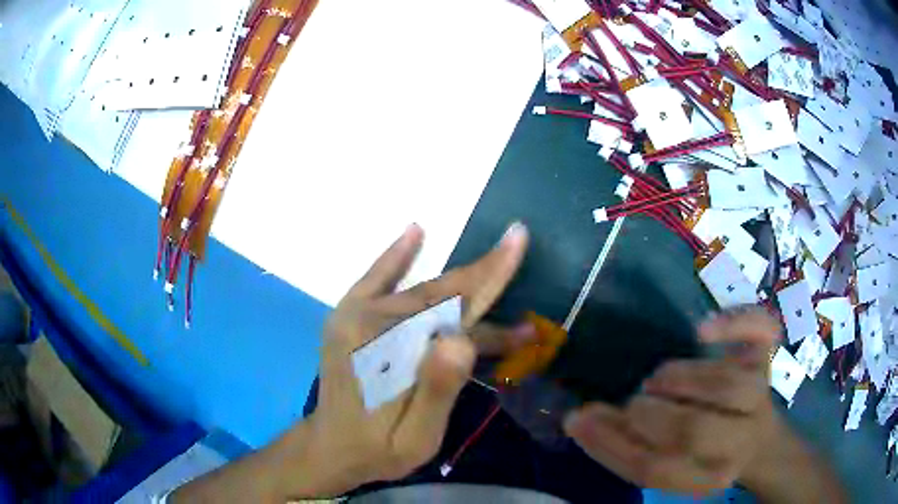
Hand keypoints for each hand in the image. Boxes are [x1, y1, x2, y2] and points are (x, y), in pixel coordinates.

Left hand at [292, 222, 528, 496]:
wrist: (330, 446)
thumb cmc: (378, 448)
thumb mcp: (416, 438)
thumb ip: (438, 392)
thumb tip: (463, 339)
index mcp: (389, 352)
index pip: (451, 308)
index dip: (489, 276)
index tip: (517, 241)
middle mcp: (368, 322)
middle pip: (440, 296)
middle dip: (484, 277)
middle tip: (518, 248)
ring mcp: (354, 314)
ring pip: (420, 291)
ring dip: (462, 283)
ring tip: (497, 263)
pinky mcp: (347, 314)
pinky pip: (376, 278)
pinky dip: (397, 256)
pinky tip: (415, 232)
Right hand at [563, 309, 780, 496]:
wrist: (756, 439)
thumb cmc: (702, 454)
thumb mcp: (670, 465)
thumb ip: (632, 448)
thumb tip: (580, 418)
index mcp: (708, 475)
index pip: (656, 468)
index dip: (612, 445)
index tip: (578, 420)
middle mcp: (741, 440)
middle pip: (694, 430)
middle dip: (649, 416)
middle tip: (631, 404)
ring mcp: (761, 393)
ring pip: (728, 383)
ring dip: (683, 378)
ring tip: (658, 379)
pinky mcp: (769, 355)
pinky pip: (762, 331)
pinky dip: (735, 323)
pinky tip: (703, 330)